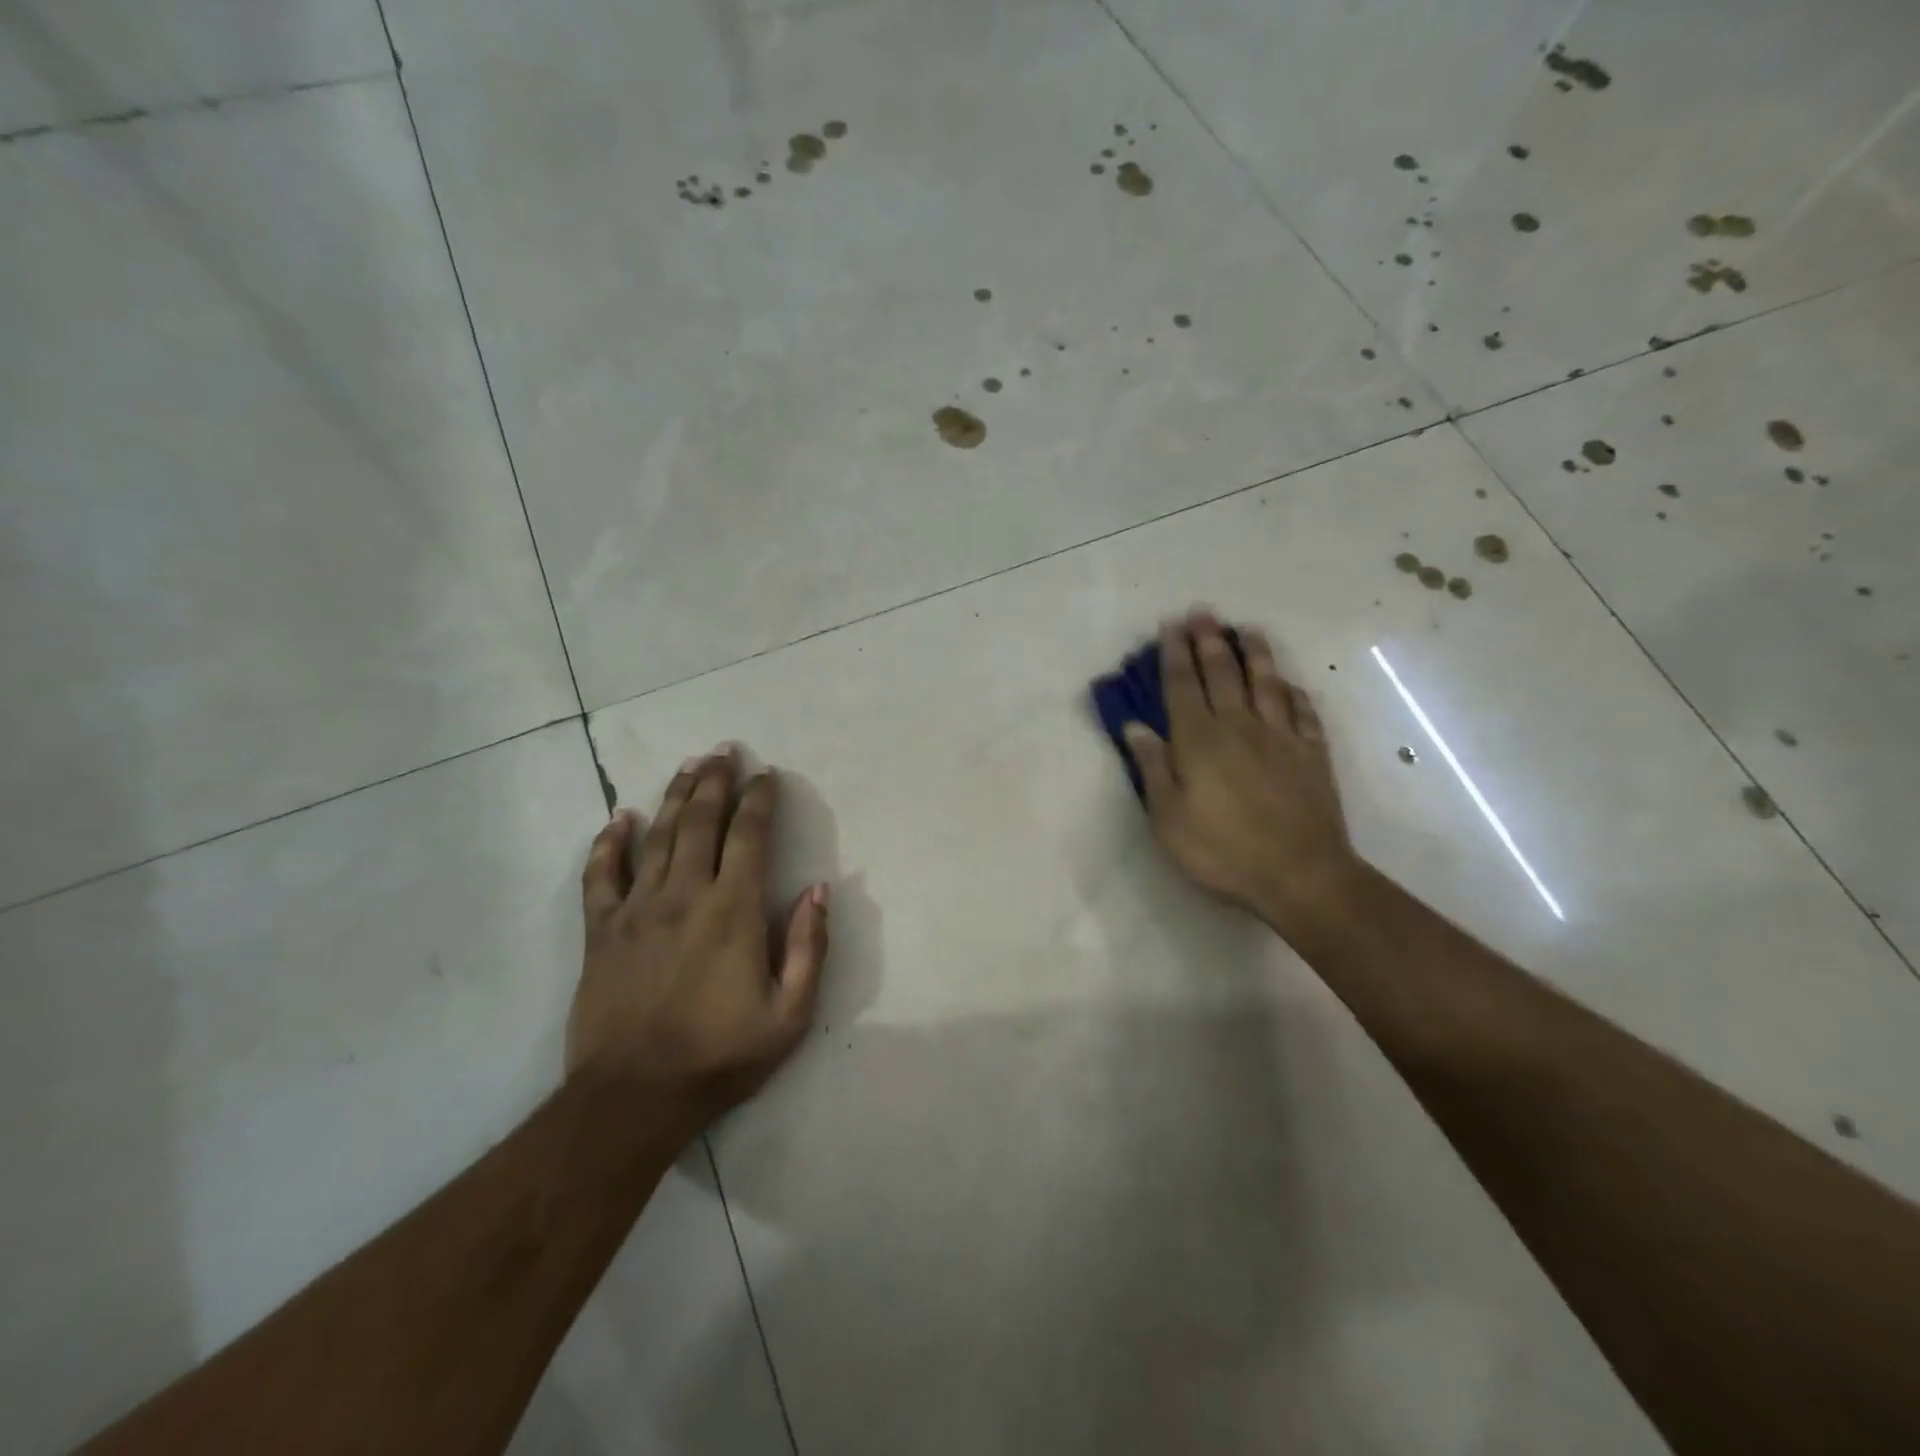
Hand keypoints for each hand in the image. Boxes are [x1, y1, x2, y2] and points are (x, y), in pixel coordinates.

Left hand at [570, 747, 828, 1125]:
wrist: (633, 1098)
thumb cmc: (720, 1056)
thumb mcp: (790, 1015)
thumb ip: (808, 947)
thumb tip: (820, 889)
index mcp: (732, 911)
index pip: (750, 837)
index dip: (760, 800)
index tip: (767, 774)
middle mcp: (684, 895)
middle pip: (700, 822)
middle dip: (716, 781)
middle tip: (724, 750)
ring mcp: (637, 910)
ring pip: (656, 837)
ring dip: (674, 797)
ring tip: (688, 766)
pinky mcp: (601, 931)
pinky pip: (600, 875)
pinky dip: (608, 843)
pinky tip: (618, 819)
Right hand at [1124, 611, 1360, 932]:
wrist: (1300, 874)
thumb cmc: (1222, 850)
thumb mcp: (1168, 817)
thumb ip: (1153, 767)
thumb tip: (1135, 726)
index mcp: (1199, 740)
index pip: (1183, 685)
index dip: (1175, 654)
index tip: (1170, 625)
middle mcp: (1239, 726)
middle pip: (1223, 673)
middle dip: (1209, 640)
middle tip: (1203, 612)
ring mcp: (1281, 737)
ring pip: (1267, 683)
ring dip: (1256, 653)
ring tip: (1248, 629)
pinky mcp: (1312, 753)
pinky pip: (1303, 712)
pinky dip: (1295, 693)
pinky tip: (1291, 684)